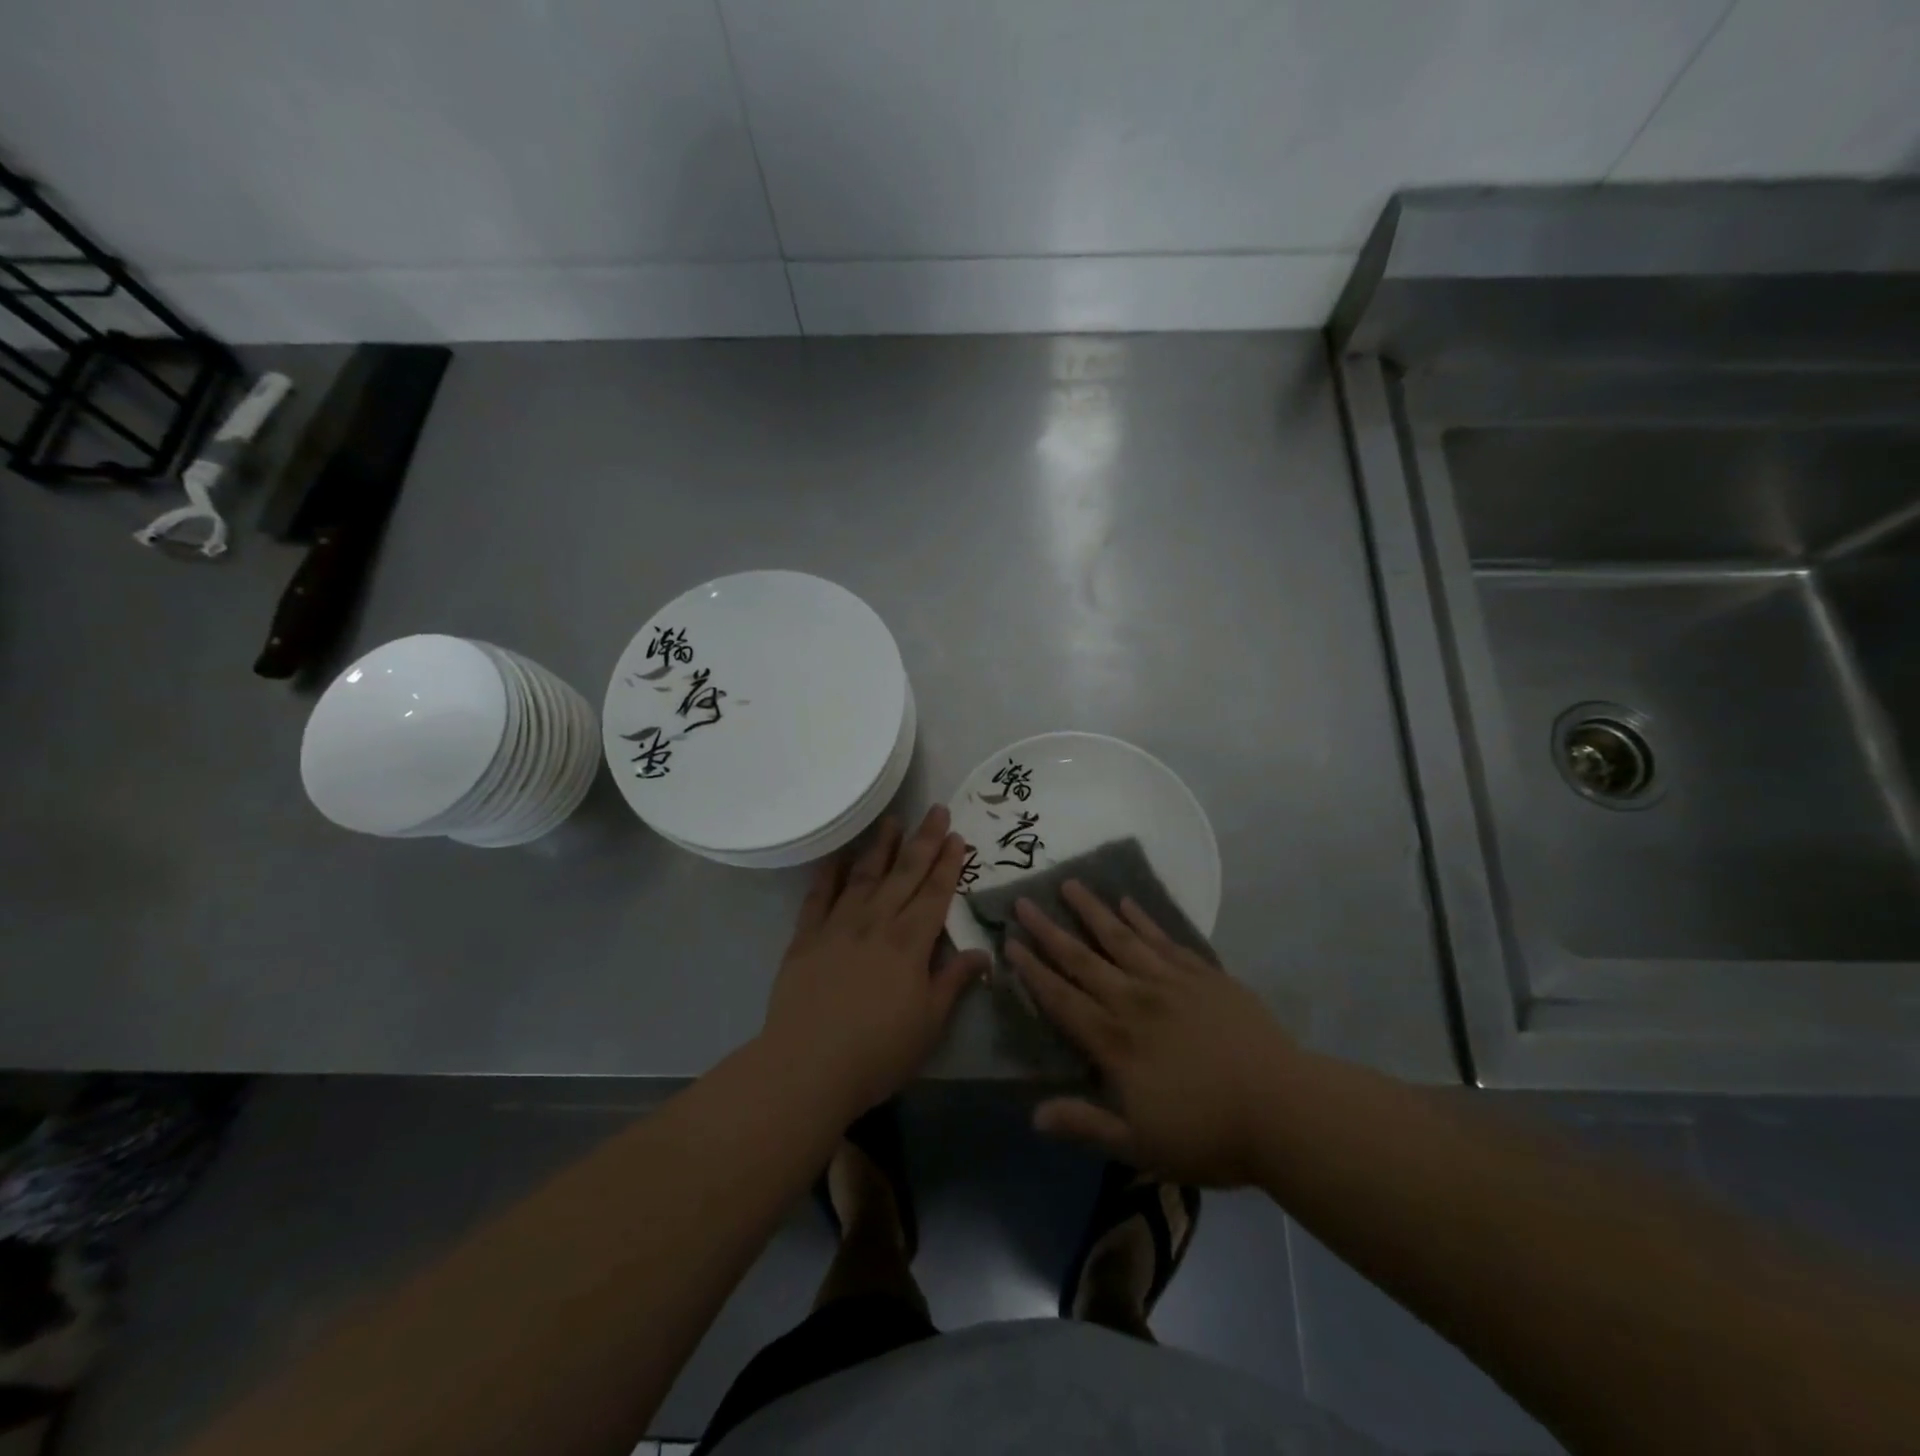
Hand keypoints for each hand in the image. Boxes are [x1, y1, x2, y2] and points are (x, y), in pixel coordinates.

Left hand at [763, 806, 989, 1123]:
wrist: (806, 1066)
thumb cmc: (877, 1052)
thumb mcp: (929, 1024)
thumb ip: (953, 981)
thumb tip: (983, 953)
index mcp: (910, 943)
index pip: (934, 893)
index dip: (948, 864)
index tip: (957, 836)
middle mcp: (876, 923)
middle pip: (904, 874)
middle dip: (923, 841)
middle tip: (935, 810)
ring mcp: (838, 926)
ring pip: (864, 876)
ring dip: (880, 846)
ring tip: (892, 820)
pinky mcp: (805, 938)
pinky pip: (819, 896)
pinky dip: (829, 873)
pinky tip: (837, 856)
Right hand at [1008, 883, 1297, 1186]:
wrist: (1283, 1109)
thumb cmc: (1209, 1134)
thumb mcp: (1140, 1146)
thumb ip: (1086, 1124)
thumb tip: (1035, 1115)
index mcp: (1114, 1042)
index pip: (1061, 999)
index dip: (1033, 972)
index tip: (1010, 943)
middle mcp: (1134, 1001)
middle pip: (1083, 959)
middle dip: (1049, 931)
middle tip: (1024, 902)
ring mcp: (1171, 982)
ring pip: (1121, 938)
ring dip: (1093, 911)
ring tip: (1070, 884)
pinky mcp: (1204, 975)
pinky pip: (1165, 939)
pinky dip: (1144, 919)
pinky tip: (1129, 903)